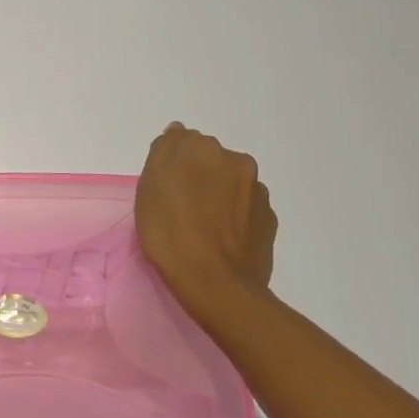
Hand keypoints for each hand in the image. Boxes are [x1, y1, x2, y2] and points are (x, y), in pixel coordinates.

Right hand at [135, 123, 278, 327]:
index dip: (171, 164)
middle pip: (209, 160)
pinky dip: (234, 216)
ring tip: (203, 227)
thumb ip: (164, 151)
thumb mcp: (149, 188)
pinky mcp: (269, 219)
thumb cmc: (171, 234)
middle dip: (197, 175)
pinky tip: (221, 238)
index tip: (163, 188)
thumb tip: (177, 132)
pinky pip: (245, 208)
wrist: (217, 285)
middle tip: (180, 208)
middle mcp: (236, 160)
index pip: (182, 142)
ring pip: (230, 183)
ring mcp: (257, 191)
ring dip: (218, 194)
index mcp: (203, 148)